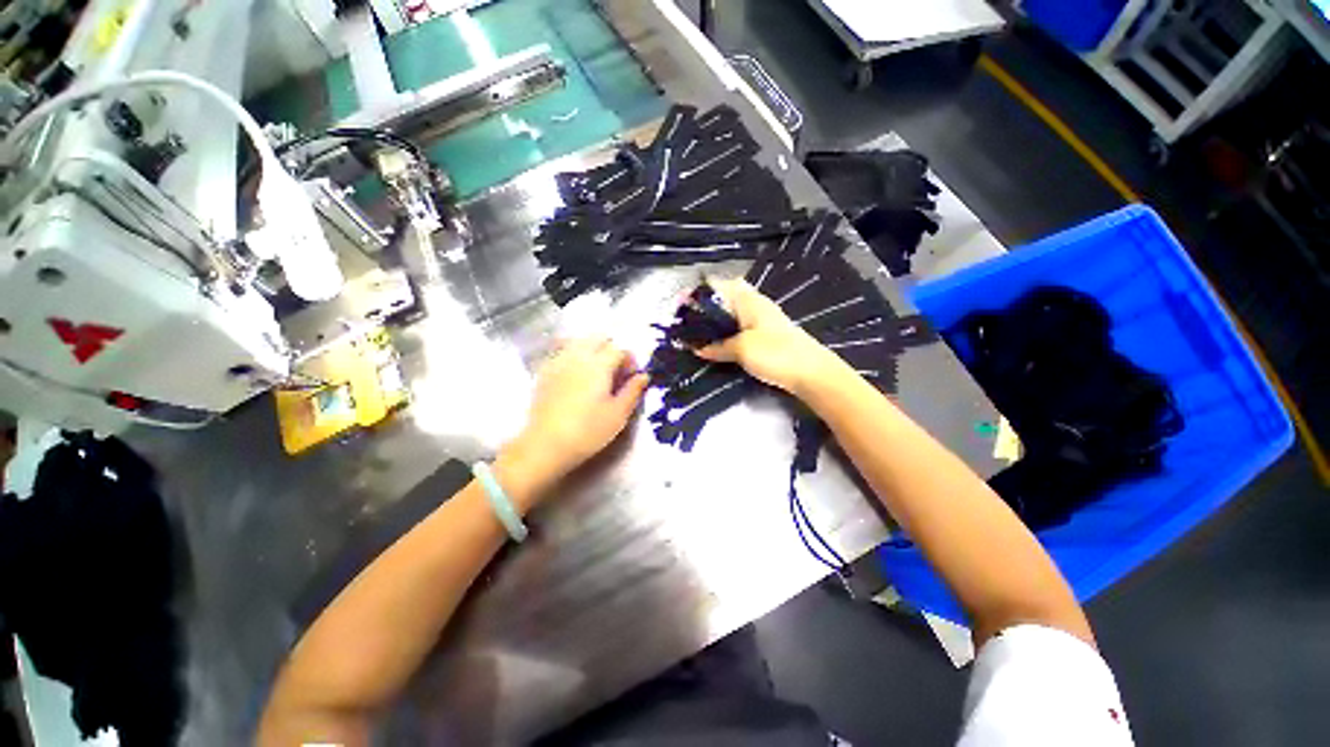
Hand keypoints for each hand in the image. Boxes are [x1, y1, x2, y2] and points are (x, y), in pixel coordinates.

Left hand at [501, 338, 649, 500]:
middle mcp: (578, 356)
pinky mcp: (545, 372)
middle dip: (611, 350)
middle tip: (616, 372)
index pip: (619, 349)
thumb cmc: (588, 431)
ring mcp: (558, 362)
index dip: (630, 360)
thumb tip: (643, 376)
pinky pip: (562, 352)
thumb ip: (633, 391)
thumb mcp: (618, 414)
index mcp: (599, 365)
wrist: (545, 445)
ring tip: (596, 372)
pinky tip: (576, 376)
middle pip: (598, 338)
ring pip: (578, 341)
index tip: (632, 377)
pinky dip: (574, 356)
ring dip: (592, 350)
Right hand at [694, 278, 842, 394]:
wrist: (811, 372)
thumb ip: (717, 347)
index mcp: (748, 300)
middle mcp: (754, 305)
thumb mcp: (741, 349)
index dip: (697, 293)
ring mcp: (761, 320)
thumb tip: (697, 348)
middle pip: (723, 299)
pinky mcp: (765, 335)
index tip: (679, 305)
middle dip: (703, 307)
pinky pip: (738, 328)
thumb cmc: (776, 353)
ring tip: (695, 333)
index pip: (718, 285)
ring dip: (714, 322)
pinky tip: (716, 344)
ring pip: (731, 314)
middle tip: (686, 322)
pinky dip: (725, 333)